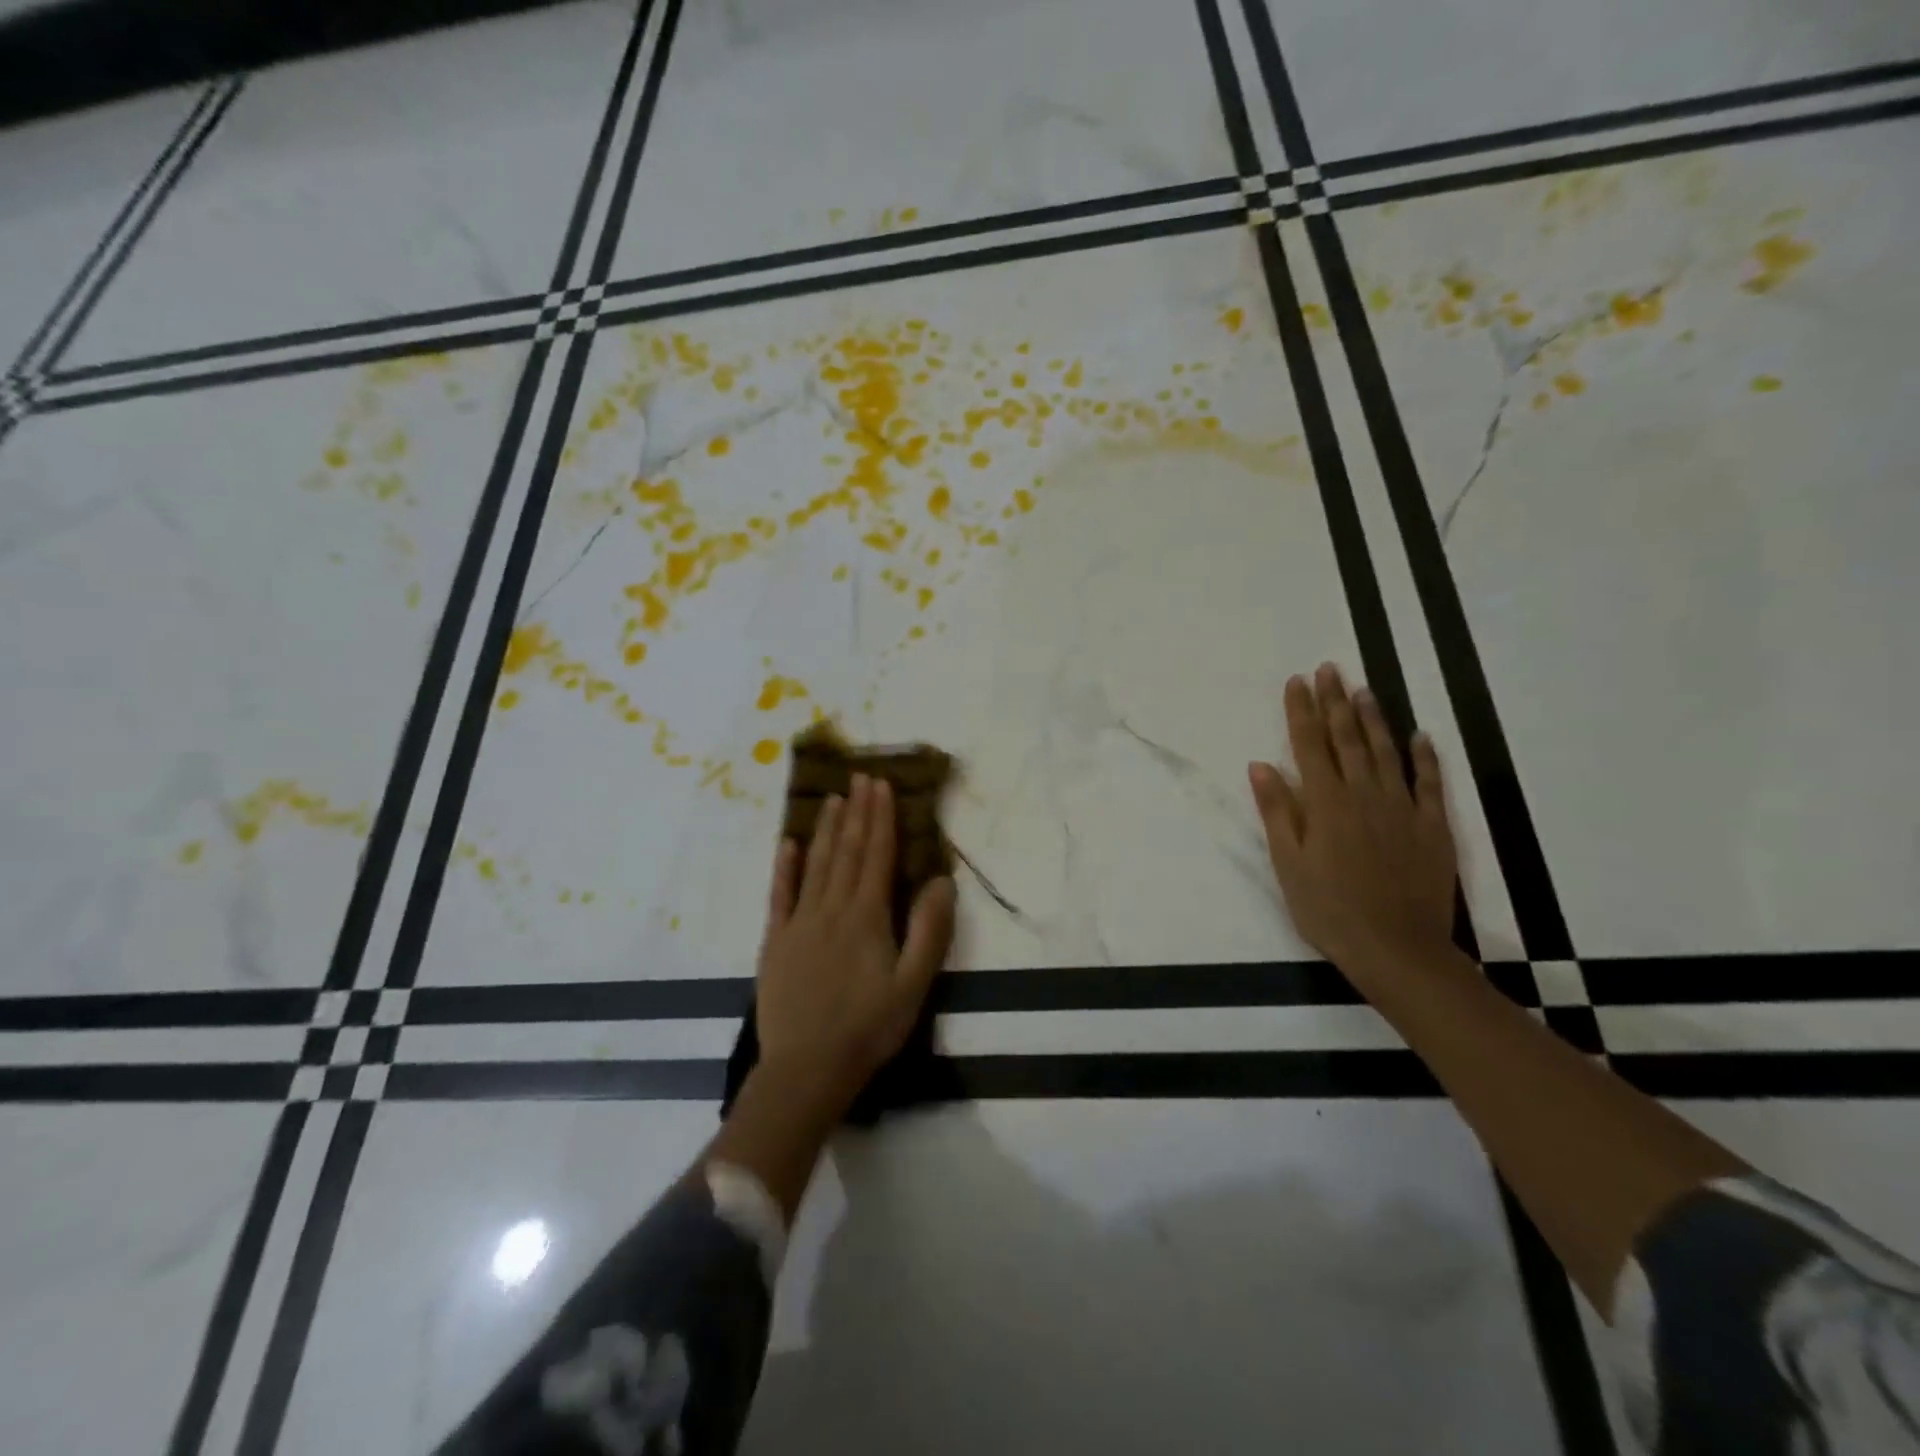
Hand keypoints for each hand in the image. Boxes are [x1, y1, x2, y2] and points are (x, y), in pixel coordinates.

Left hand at [754, 774, 957, 1109]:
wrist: (807, 1069)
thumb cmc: (869, 1028)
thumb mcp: (913, 985)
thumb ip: (929, 931)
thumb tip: (941, 880)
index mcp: (866, 917)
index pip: (875, 855)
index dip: (880, 818)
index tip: (882, 785)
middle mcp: (831, 908)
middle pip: (846, 851)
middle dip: (855, 811)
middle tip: (860, 776)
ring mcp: (799, 922)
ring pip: (814, 864)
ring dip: (824, 828)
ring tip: (832, 797)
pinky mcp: (776, 941)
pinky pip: (780, 895)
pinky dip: (784, 866)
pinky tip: (787, 843)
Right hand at [1248, 663, 1456, 971]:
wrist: (1397, 949)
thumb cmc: (1329, 910)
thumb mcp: (1288, 865)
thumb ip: (1277, 812)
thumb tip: (1261, 765)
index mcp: (1325, 803)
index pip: (1308, 745)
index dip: (1301, 711)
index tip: (1297, 681)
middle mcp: (1364, 795)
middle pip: (1348, 739)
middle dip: (1336, 701)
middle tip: (1330, 670)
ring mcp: (1402, 808)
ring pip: (1387, 752)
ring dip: (1375, 718)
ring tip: (1364, 689)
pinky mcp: (1433, 827)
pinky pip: (1429, 783)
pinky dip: (1425, 757)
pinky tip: (1420, 736)